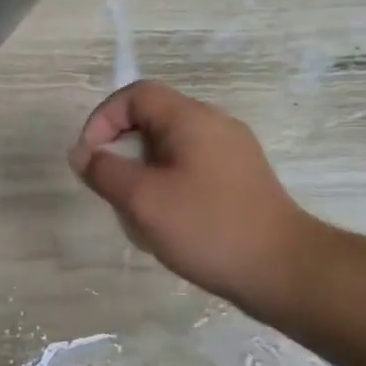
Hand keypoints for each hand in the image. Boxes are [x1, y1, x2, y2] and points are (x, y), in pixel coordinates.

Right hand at [69, 81, 321, 309]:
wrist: (284, 270)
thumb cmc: (208, 228)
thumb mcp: (143, 200)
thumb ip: (104, 171)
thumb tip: (82, 154)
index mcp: (191, 118)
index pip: (136, 95)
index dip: (103, 119)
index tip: (89, 158)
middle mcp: (214, 124)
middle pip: (153, 120)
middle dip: (122, 152)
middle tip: (112, 190)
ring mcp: (232, 152)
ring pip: (170, 148)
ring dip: (143, 174)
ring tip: (138, 215)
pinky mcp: (241, 179)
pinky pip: (191, 168)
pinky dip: (168, 187)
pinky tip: (168, 225)